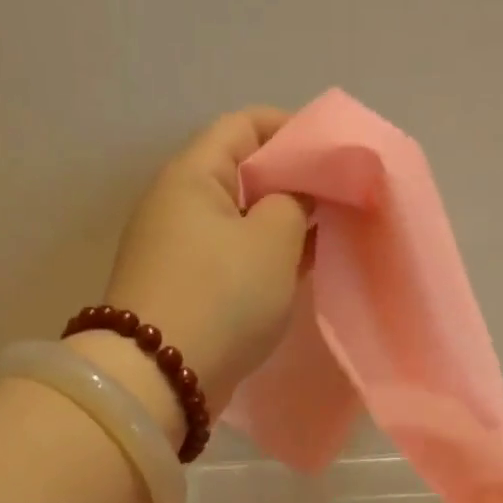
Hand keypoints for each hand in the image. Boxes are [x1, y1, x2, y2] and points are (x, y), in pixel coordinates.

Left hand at [101, 107, 311, 403]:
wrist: (162, 377)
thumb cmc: (222, 297)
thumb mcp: (273, 240)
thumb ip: (296, 203)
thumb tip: (296, 196)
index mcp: (193, 174)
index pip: (245, 125)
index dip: (293, 130)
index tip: (335, 155)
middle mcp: (178, 205)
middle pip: (243, 176)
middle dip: (293, 184)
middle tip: (340, 203)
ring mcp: (178, 252)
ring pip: (240, 224)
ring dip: (282, 229)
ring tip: (327, 240)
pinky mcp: (185, 293)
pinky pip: (232, 262)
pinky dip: (264, 262)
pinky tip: (296, 275)